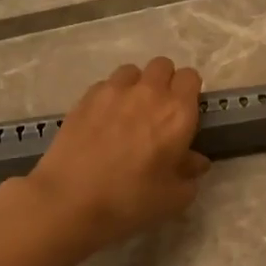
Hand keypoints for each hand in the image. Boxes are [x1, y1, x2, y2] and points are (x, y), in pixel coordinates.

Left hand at [24, 57, 209, 251]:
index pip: (191, 77)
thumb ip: (190, 173)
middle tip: (158, 111)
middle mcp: (149, 92)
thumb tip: (195, 160)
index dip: (189, 91)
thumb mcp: (174, 197)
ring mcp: (114, 91)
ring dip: (136, 85)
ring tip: (128, 111)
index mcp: (177, 112)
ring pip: (132, 71)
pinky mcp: (85, 97)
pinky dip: (109, 96)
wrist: (70, 200)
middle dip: (165, 82)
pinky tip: (103, 121)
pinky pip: (105, 85)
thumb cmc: (130, 200)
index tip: (184, 112)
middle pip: (163, 65)